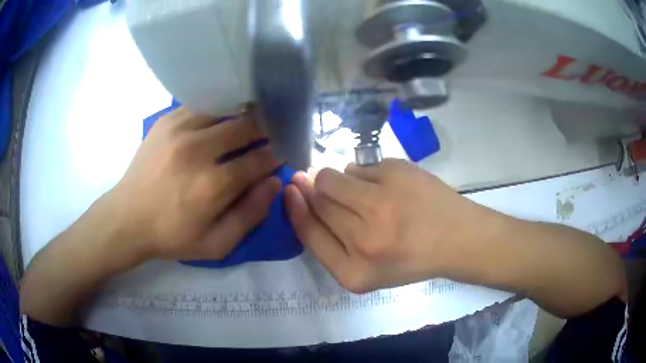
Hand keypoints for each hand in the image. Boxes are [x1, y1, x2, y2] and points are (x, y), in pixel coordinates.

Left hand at [108, 106, 280, 262]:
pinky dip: (217, 112)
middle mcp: (197, 150)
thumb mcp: (216, 244)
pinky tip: (218, 122)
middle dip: (264, 130)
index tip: (281, 154)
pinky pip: (201, 106)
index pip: (260, 159)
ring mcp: (179, 130)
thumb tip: (273, 181)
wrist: (126, 219)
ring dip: (241, 117)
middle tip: (268, 137)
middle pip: (247, 125)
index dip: (276, 155)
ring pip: (226, 109)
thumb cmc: (171, 236)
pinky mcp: (166, 121)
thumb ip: (250, 215)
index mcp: (212, 185)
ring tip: (245, 126)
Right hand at [285, 159, 496, 292]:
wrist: (458, 239)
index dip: (295, 206)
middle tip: (317, 182)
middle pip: (317, 201)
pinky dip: (364, 174)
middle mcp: (364, 239)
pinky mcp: (397, 173)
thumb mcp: (366, 271)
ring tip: (363, 191)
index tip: (290, 189)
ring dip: (337, 179)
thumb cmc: (411, 259)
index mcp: (353, 272)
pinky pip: (359, 166)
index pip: (307, 231)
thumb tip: (304, 194)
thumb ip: (331, 243)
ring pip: (332, 177)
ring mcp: (381, 203)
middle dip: (312, 188)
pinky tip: (386, 187)